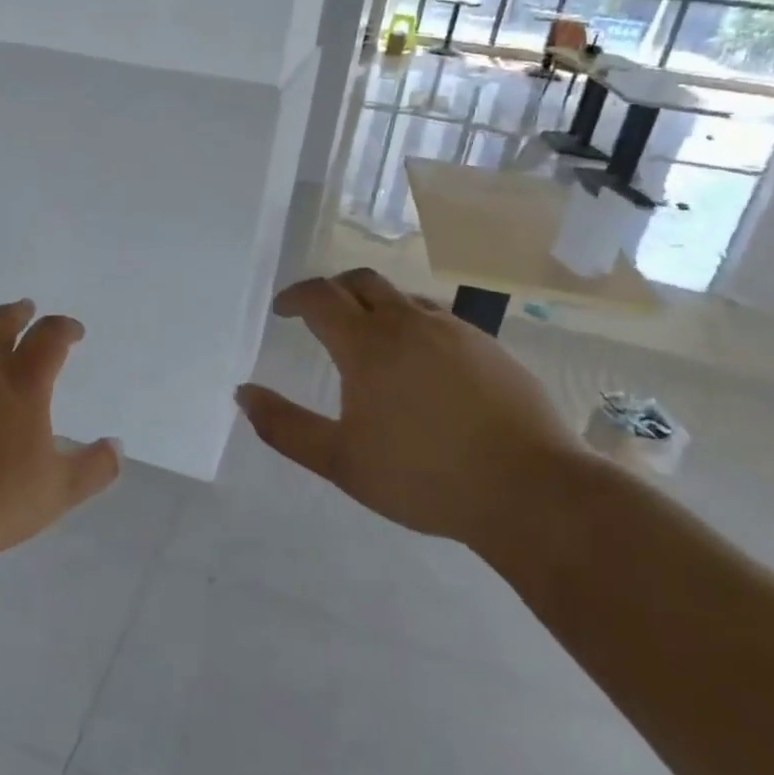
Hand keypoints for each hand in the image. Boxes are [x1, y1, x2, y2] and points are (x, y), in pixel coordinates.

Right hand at [236, 269, 587, 548]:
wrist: (530, 491)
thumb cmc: (422, 476)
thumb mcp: (339, 460)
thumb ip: (284, 426)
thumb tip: (243, 393)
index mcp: (369, 344)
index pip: (321, 297)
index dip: (295, 297)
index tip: (282, 310)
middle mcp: (411, 323)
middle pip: (363, 282)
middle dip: (334, 290)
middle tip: (319, 314)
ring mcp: (457, 332)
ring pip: (405, 299)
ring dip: (376, 307)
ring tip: (369, 340)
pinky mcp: (491, 348)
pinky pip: (440, 321)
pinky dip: (414, 326)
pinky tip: (421, 366)